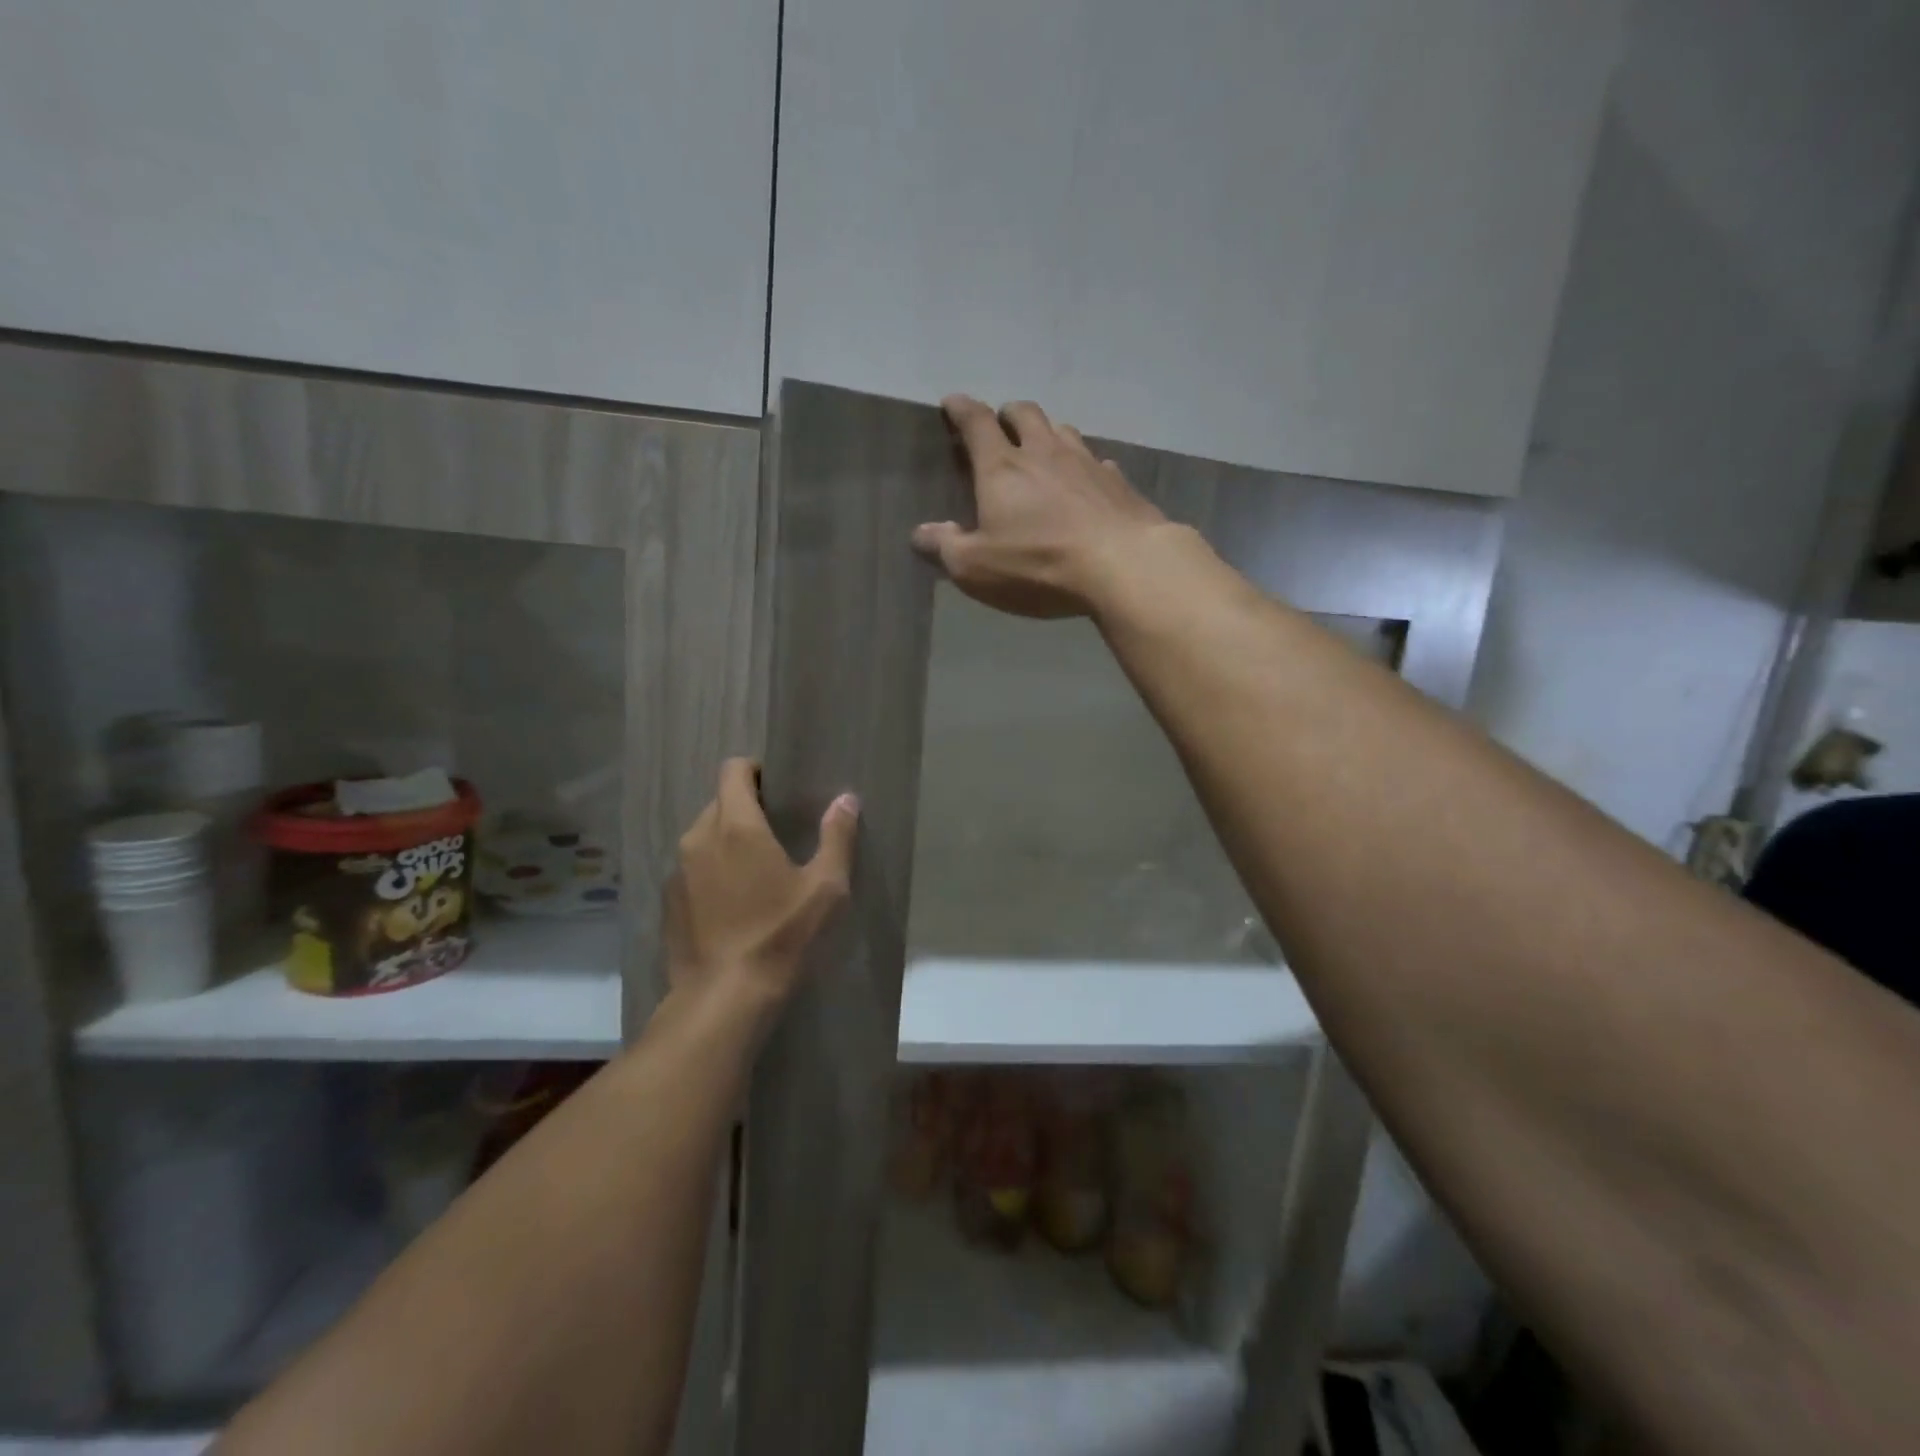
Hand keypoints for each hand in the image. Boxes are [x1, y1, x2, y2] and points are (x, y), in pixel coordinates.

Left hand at [663, 758, 858, 1015]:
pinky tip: (732, 902)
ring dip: (726, 839)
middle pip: (719, 802)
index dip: (756, 771)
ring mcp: (677, 871)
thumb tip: (846, 799)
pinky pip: (691, 868)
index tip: (779, 789)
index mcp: (736, 825)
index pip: (734, 770)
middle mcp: (699, 838)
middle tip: (777, 832)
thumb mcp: (825, 888)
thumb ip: (837, 836)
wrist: (725, 998)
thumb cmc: (781, 935)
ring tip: (755, 868)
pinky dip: (710, 870)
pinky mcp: (668, 902)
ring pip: (703, 835)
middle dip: (746, 806)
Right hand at [913, 396, 1169, 617]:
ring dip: (1048, 433)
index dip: (961, 409)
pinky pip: (1097, 462)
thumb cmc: (1038, 565)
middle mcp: (1044, 452)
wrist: (1122, 565)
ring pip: (1063, 430)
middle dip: (1008, 414)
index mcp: (1002, 468)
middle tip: (1001, 424)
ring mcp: (1086, 463)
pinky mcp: (1118, 483)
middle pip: (1025, 414)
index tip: (952, 403)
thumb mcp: (976, 567)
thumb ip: (946, 547)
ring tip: (1042, 448)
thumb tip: (922, 533)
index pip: (976, 423)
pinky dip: (1085, 465)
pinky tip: (1087, 481)